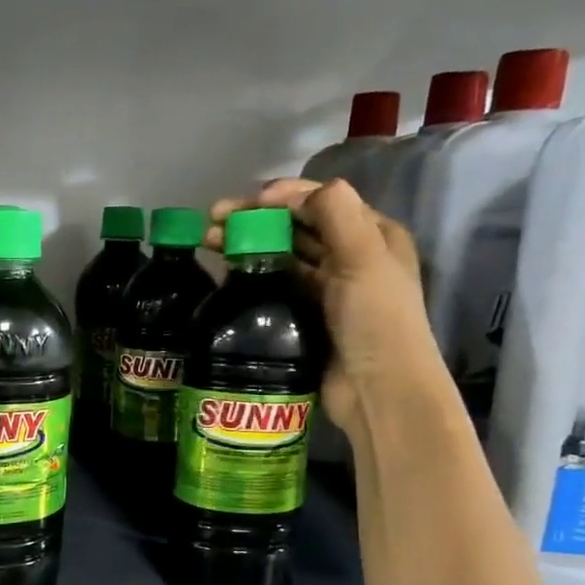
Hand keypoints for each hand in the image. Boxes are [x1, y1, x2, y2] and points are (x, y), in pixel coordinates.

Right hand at [208, 178, 448, 441]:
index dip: (282, 196)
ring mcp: (326, 288)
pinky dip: (251, 272)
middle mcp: (350, 256)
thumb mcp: (364, 259)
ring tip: (208, 242)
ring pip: (282, 254)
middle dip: (255, 218)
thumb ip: (334, 214)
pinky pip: (274, 283)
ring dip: (247, 242)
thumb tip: (291, 193)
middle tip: (213, 221)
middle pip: (297, 226)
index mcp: (373, 235)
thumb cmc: (376, 320)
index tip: (245, 204)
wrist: (376, 391)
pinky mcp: (304, 315)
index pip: (322, 201)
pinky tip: (225, 270)